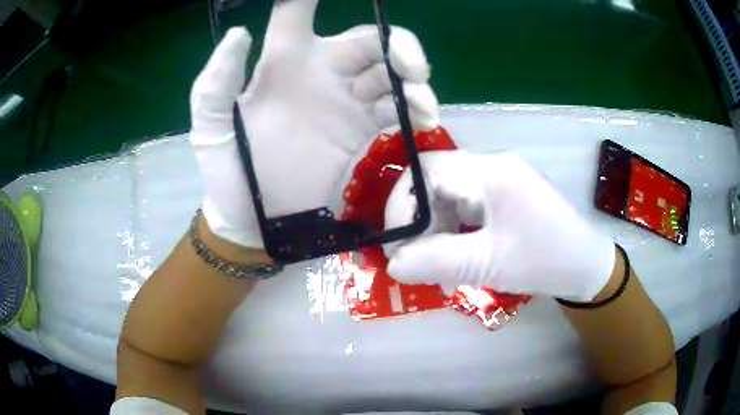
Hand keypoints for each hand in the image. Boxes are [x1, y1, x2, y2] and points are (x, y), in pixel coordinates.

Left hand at [189, 0, 437, 247]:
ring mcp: (345, 102)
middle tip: (414, 69)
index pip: (296, 12)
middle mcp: (320, 73)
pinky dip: (414, 110)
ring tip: (421, 104)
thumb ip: (217, 83)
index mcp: (283, 62)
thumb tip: (240, 33)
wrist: (257, 221)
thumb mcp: (212, 128)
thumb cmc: (230, 173)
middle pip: (369, 40)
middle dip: (398, 45)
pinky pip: (396, 110)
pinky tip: (422, 121)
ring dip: (412, 82)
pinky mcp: (361, 131)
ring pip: (390, 74)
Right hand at [383, 151, 615, 301]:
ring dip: (432, 228)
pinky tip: (451, 256)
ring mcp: (497, 181)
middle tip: (408, 257)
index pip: (427, 170)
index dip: (401, 203)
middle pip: (435, 181)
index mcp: (490, 171)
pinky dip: (450, 231)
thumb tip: (392, 264)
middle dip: (416, 219)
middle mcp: (491, 167)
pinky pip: (463, 208)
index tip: (395, 243)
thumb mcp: (489, 264)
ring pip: (447, 196)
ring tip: (430, 263)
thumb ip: (436, 261)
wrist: (586, 266)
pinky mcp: (501, 198)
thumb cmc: (546, 260)